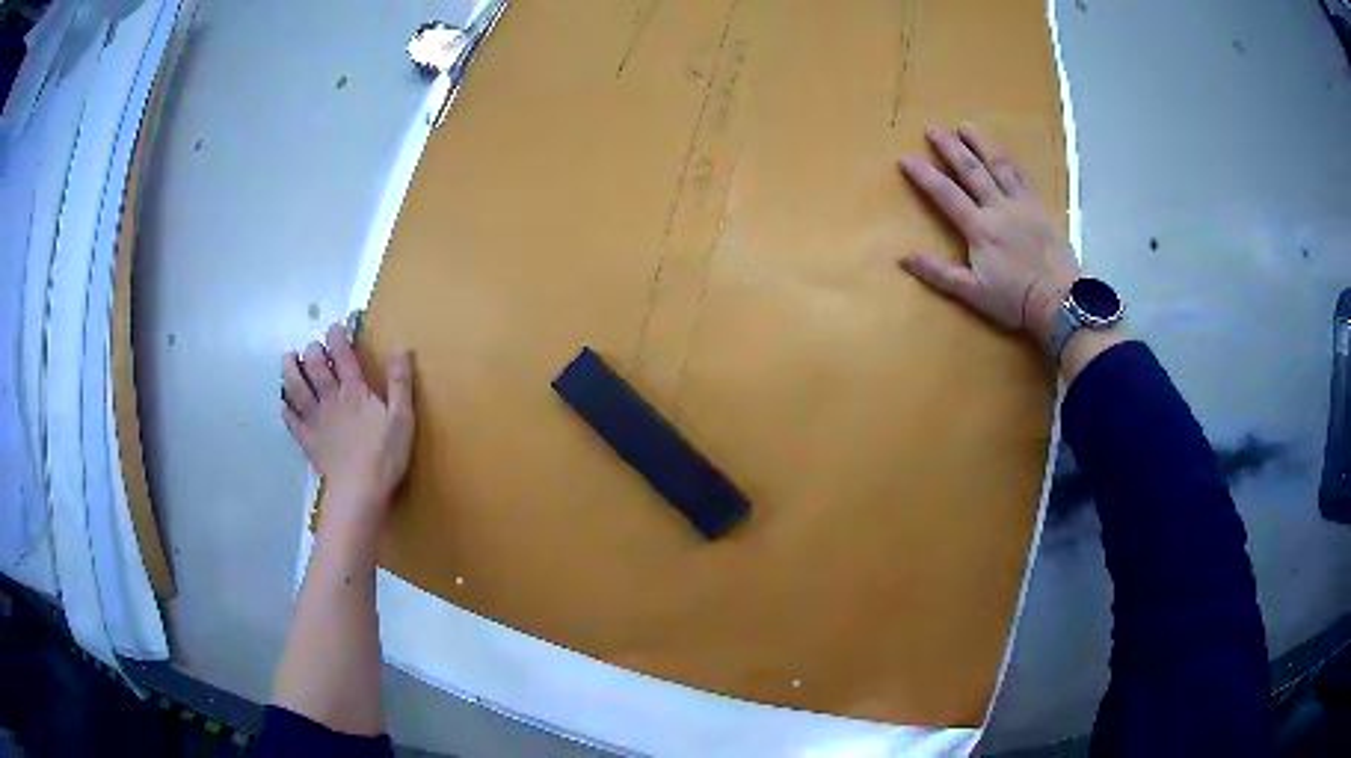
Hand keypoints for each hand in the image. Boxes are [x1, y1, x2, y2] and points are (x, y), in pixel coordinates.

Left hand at [282, 323, 414, 529]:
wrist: (359, 491)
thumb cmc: (384, 455)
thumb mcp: (402, 418)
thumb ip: (400, 383)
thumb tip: (403, 348)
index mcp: (354, 391)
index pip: (342, 354)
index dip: (338, 336)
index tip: (337, 326)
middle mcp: (330, 399)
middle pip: (314, 366)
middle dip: (312, 351)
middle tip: (313, 347)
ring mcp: (315, 420)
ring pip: (296, 388)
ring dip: (290, 370)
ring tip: (288, 359)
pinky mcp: (308, 441)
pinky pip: (291, 421)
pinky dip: (285, 409)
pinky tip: (283, 403)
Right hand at [897, 124, 1078, 343]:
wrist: (1061, 302)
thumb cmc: (1016, 300)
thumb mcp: (973, 293)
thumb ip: (939, 273)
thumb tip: (904, 257)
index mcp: (980, 229)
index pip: (946, 194)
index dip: (924, 175)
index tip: (906, 158)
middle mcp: (998, 208)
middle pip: (971, 171)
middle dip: (950, 148)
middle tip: (933, 129)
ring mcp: (1021, 204)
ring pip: (998, 166)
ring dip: (981, 144)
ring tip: (966, 127)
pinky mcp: (1039, 207)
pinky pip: (1022, 176)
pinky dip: (1010, 160)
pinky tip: (1002, 150)